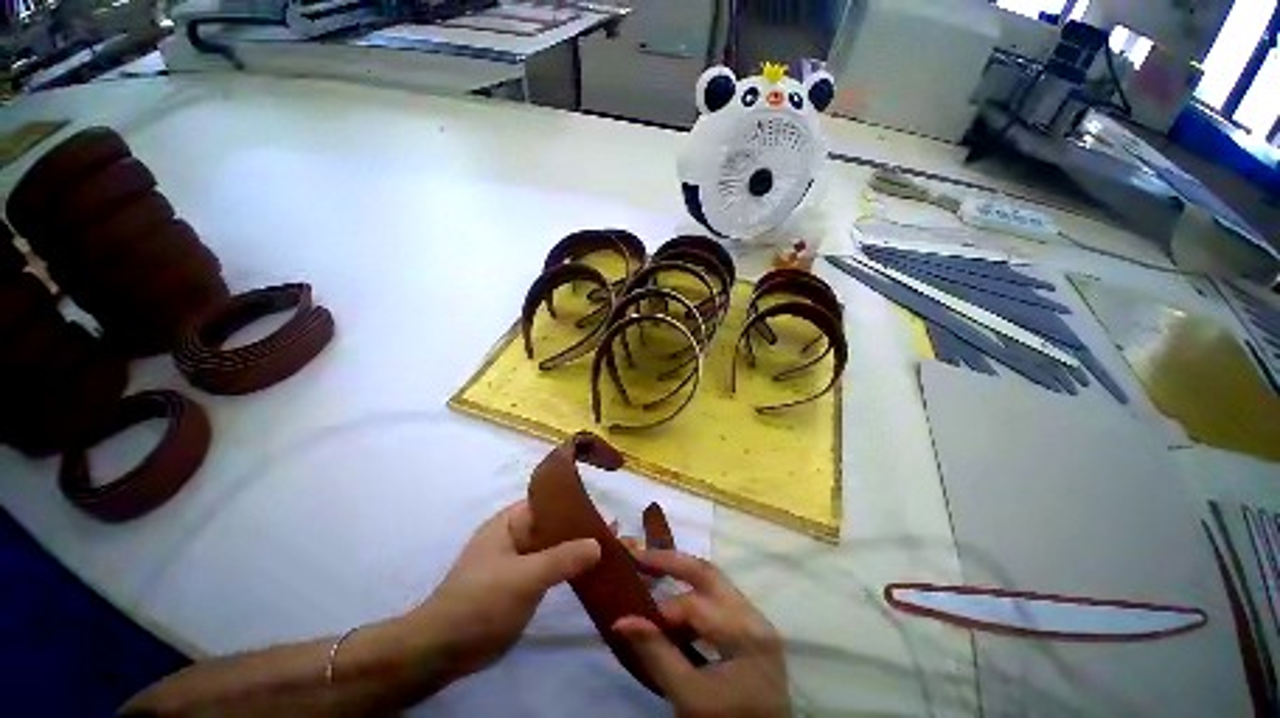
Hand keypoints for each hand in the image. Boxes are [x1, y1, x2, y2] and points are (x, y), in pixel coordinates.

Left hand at [406, 501, 599, 683]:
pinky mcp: (523, 585)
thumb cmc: (480, 602)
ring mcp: (520, 561)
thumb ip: (562, 558)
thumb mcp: (524, 577)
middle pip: (555, 525)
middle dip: (583, 528)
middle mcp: (516, 536)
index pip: (548, 502)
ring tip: (611, 550)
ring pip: (556, 548)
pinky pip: (552, 569)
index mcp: (510, 522)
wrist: (443, 650)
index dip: (575, 503)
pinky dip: (571, 568)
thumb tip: (599, 543)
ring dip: (579, 549)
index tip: (603, 510)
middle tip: (616, 532)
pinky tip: (592, 573)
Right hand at [613, 550, 788, 717]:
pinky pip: (720, 600)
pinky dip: (695, 596)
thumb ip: (657, 655)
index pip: (695, 606)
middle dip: (671, 562)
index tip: (630, 615)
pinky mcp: (753, 631)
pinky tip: (676, 604)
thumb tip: (622, 620)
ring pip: (715, 583)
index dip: (660, 610)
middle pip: (708, 574)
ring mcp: (757, 622)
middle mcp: (755, 618)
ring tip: (652, 571)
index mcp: (746, 633)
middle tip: (639, 556)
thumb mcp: (689, 697)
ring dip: (682, 575)